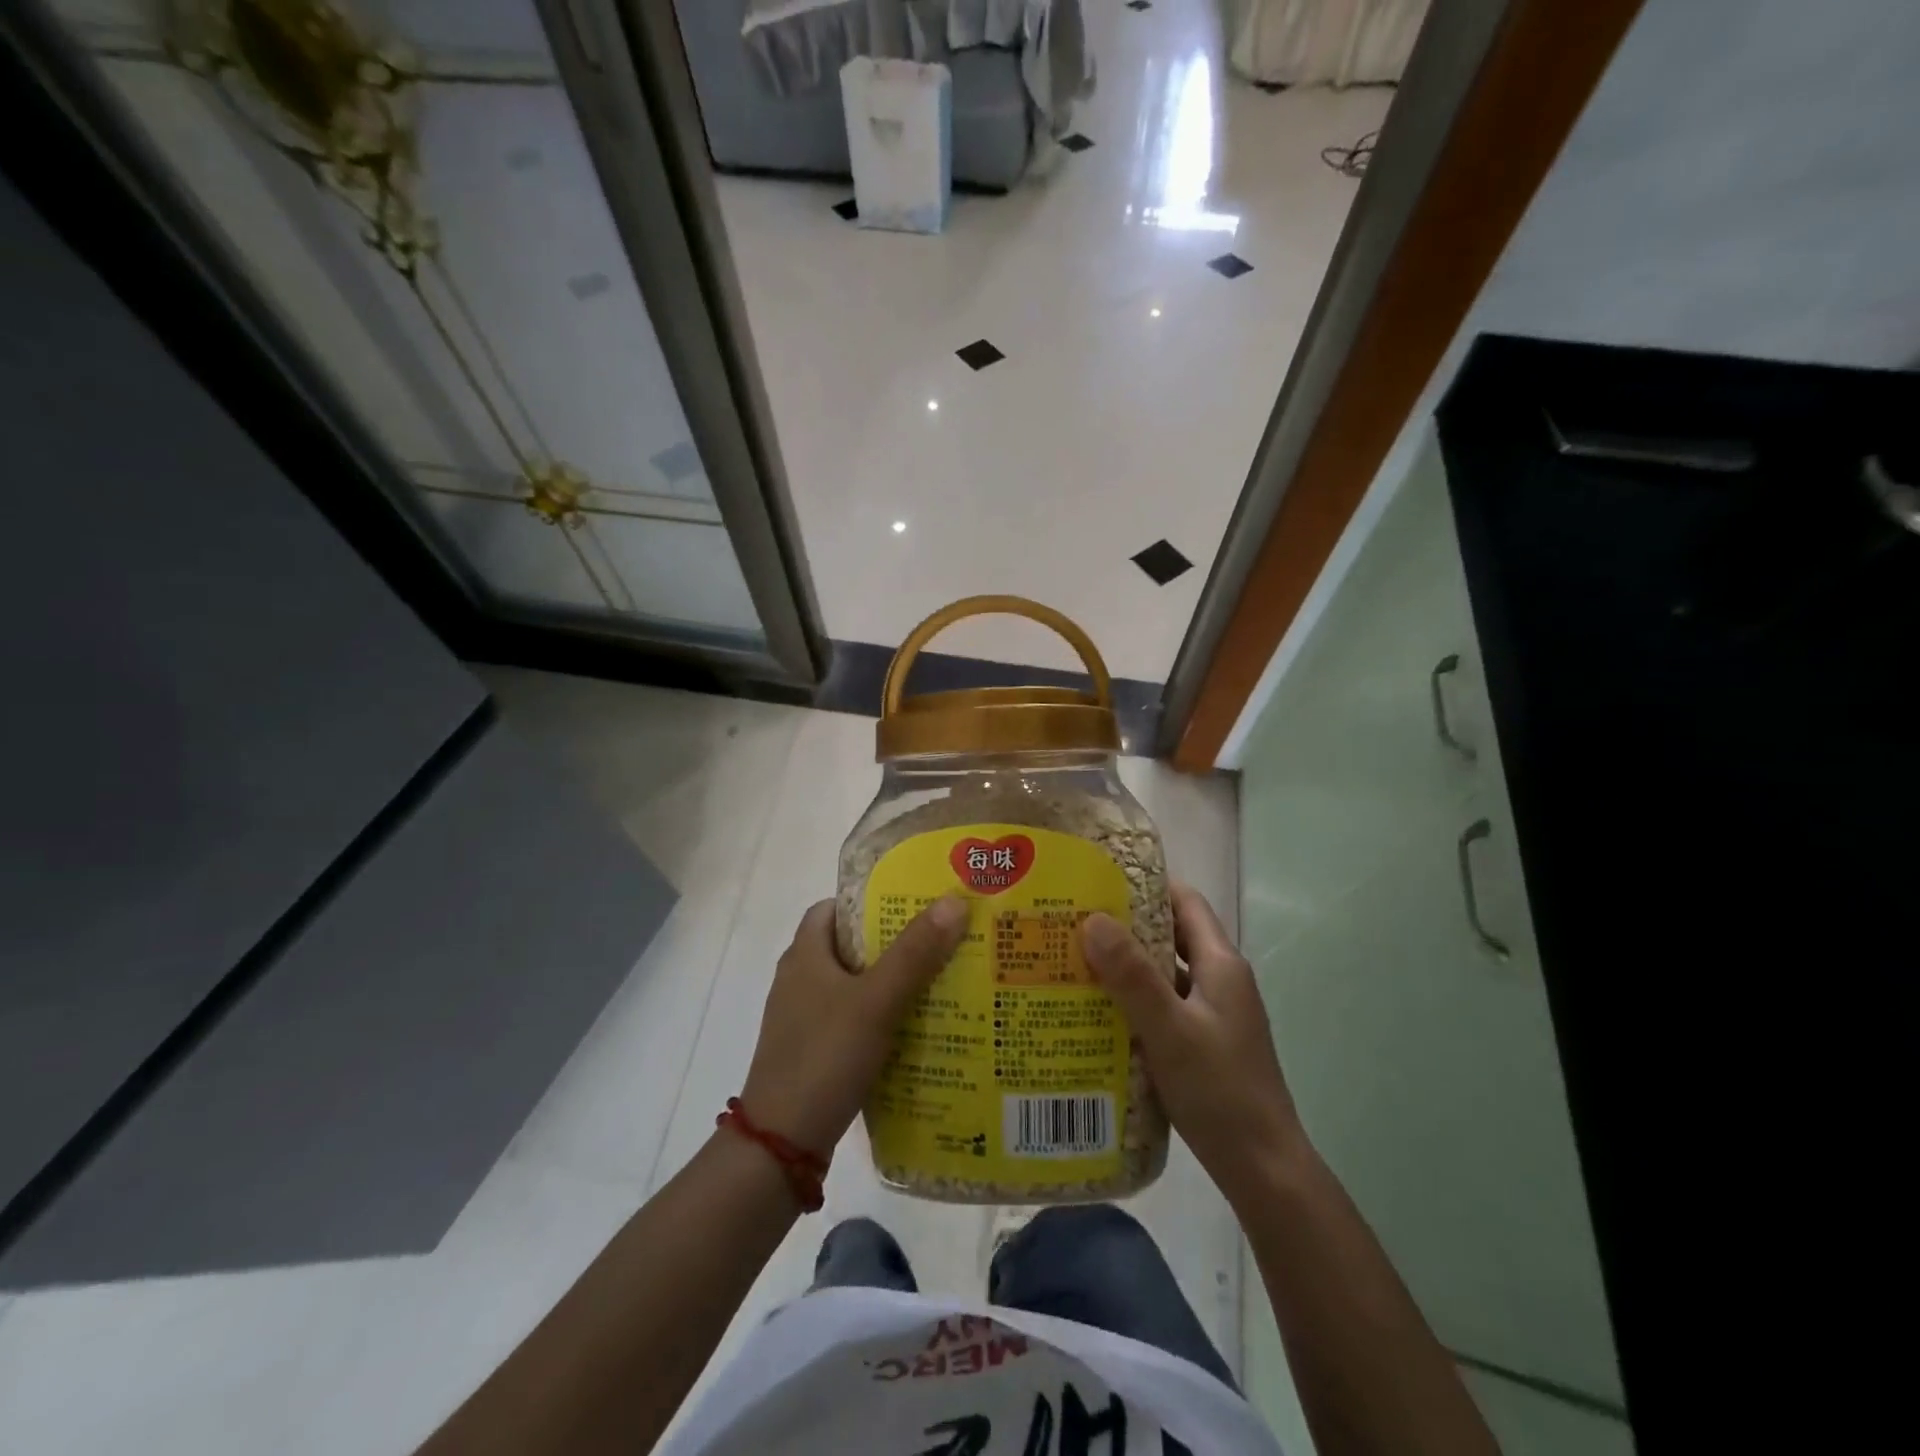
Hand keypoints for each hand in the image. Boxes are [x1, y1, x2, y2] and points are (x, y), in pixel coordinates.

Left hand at [740, 895, 969, 1159]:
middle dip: (893, 942)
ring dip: (890, 982)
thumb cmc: (824, 1057)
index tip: (912, 903)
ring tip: (939, 981)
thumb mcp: (875, 1001)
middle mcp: (799, 980)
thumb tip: (954, 900)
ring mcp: (803, 1019)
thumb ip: (914, 952)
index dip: (869, 900)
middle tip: (940, 941)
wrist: (781, 1146)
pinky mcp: (813, 1052)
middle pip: (850, 946)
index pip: (833, 908)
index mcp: (804, 955)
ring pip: (854, 986)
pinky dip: (880, 1017)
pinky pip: (852, 1020)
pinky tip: (915, 1029)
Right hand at [1082, 884, 1309, 1202]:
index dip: (1146, 886)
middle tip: (1073, 923)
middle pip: (1172, 937)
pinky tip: (1098, 1014)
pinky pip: (1164, 1008)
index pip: (1185, 903)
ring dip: (1126, 968)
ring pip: (1165, 975)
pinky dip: (1134, 1002)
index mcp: (1221, 965)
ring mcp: (1213, 1016)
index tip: (1099, 882)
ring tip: (1074, 964)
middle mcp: (1221, 982)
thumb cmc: (1220, 1091)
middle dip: (1126, 927)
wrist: (1264, 1170)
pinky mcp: (1204, 1045)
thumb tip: (1092, 918)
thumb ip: (1132, 976)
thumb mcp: (1170, 1029)